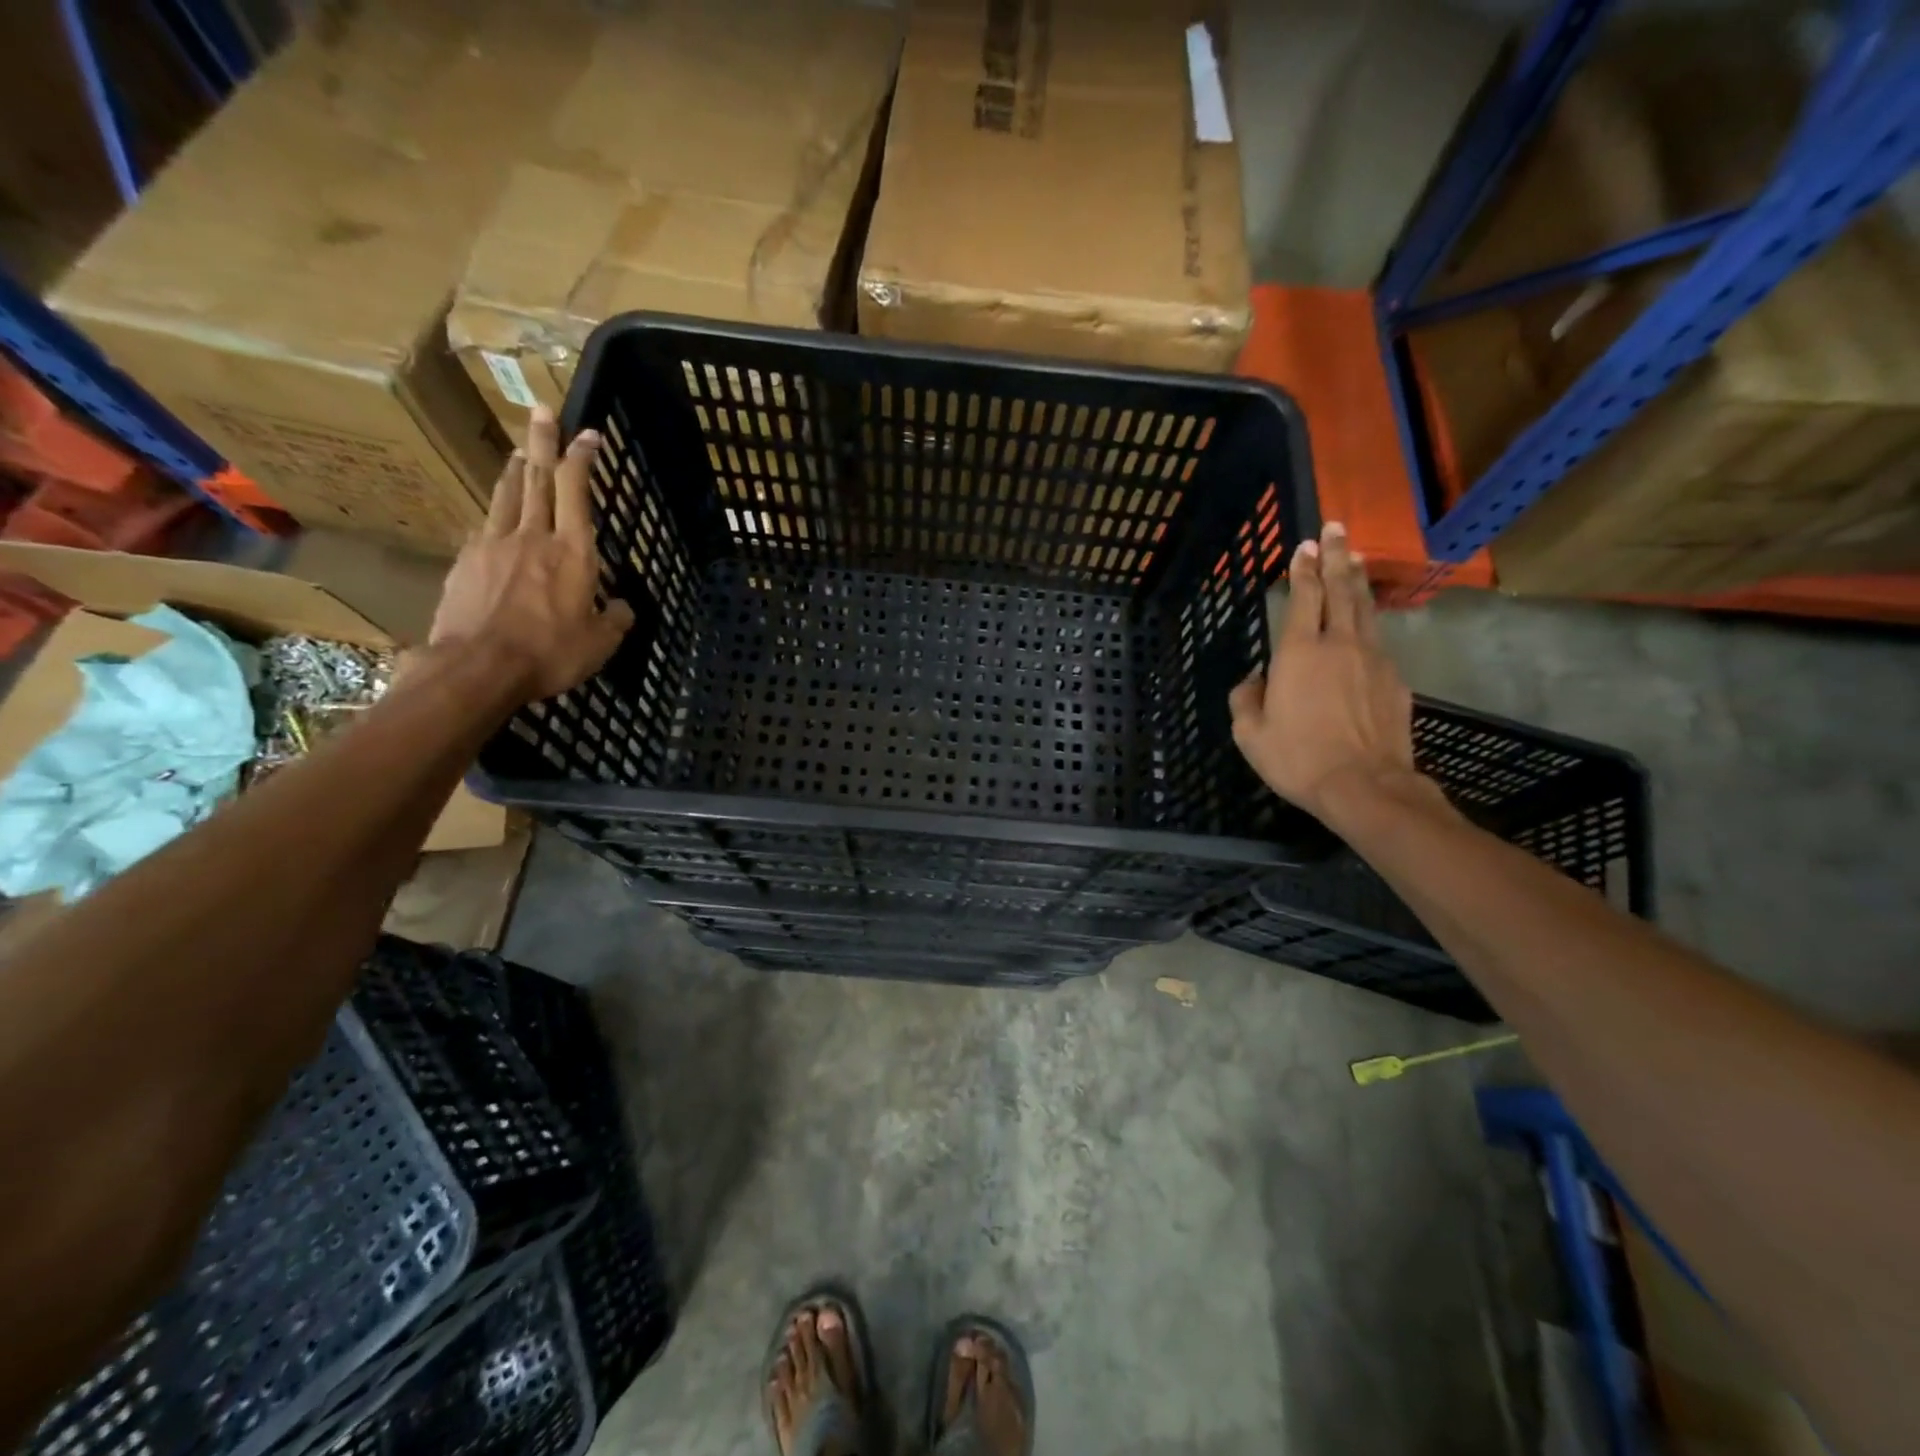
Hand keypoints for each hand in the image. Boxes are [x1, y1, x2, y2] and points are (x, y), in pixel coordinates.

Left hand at [427, 407, 633, 703]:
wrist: (478, 667)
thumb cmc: (550, 653)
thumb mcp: (601, 644)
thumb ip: (615, 619)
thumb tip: (622, 607)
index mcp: (573, 552)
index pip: (576, 490)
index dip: (581, 458)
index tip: (588, 434)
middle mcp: (533, 537)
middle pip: (537, 478)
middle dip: (543, 442)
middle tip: (542, 411)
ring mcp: (493, 545)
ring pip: (506, 496)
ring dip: (516, 470)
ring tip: (520, 453)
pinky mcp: (466, 562)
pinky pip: (485, 527)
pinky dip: (496, 514)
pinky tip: (496, 517)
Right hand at [1228, 522, 1433, 824]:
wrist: (1364, 786)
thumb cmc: (1298, 758)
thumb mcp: (1250, 734)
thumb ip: (1246, 699)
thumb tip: (1256, 680)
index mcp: (1299, 652)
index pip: (1304, 597)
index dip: (1304, 569)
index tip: (1306, 545)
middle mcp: (1339, 645)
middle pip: (1341, 590)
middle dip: (1336, 557)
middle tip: (1336, 528)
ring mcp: (1373, 660)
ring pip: (1365, 609)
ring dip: (1357, 581)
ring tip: (1355, 558)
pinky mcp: (1394, 681)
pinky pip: (1378, 641)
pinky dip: (1369, 622)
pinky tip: (1366, 624)